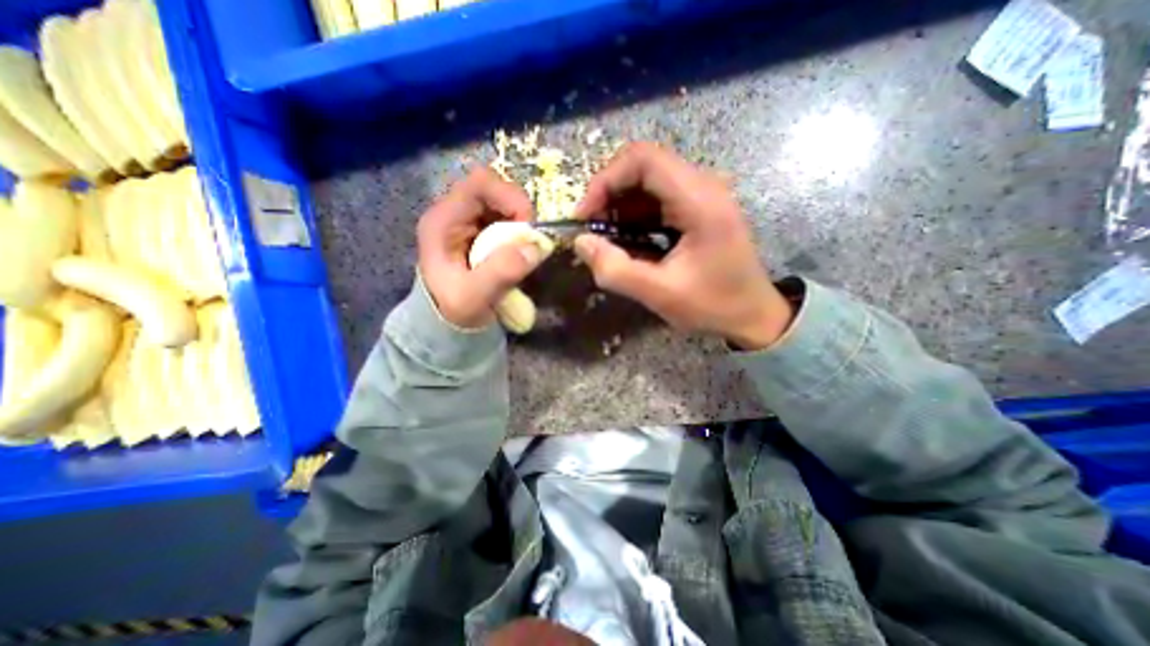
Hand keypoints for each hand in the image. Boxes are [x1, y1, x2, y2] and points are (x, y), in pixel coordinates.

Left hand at [418, 167, 547, 326]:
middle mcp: (454, 214)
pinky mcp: (480, 233)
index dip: (509, 196)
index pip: (479, 184)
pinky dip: (519, 231)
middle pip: (494, 189)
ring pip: (502, 203)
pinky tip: (519, 251)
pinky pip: (506, 220)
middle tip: (530, 239)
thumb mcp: (474, 298)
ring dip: (520, 222)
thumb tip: (535, 247)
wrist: (447, 324)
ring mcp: (468, 222)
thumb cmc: (453, 310)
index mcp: (443, 221)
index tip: (527, 225)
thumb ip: (501, 272)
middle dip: (518, 210)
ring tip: (525, 247)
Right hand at [572, 140, 791, 350]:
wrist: (753, 314)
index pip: (643, 159)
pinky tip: (626, 241)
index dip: (605, 180)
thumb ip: (616, 270)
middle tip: (592, 230)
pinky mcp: (696, 207)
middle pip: (641, 167)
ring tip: (606, 240)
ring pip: (646, 182)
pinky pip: (655, 199)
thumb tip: (580, 242)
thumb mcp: (660, 293)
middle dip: (608, 195)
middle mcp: (702, 185)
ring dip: (618, 207)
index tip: (585, 216)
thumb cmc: (714, 305)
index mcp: (699, 200)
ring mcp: (700, 194)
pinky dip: (633, 216)